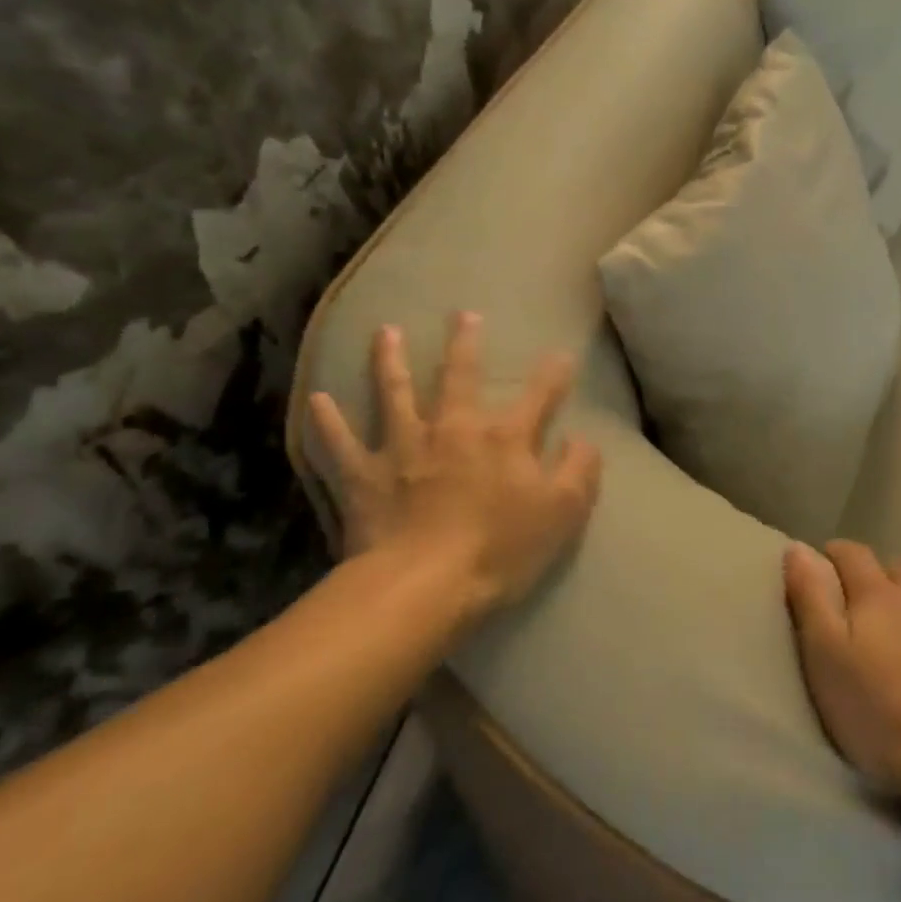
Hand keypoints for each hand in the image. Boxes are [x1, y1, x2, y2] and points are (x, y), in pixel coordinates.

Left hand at [308, 313, 602, 626]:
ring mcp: (403, 447)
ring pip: (395, 393)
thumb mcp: (563, 513)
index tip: (562, 355)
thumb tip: (582, 438)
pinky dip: (328, 420)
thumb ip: (579, 469)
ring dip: (391, 360)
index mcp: (505, 438)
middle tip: (463, 314)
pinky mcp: (364, 475)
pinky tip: (318, 398)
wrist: (421, 587)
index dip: (554, 374)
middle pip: (461, 376)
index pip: (539, 395)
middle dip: (465, 343)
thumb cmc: (500, 550)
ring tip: (387, 332)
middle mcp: (454, 428)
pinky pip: (340, 442)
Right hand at [784, 541, 900, 796]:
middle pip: (898, 571)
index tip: (825, 568)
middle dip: (882, 585)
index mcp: (877, 594)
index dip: (834, 556)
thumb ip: (811, 598)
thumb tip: (798, 546)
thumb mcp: (825, 659)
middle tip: (872, 620)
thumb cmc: (881, 715)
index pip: (851, 554)